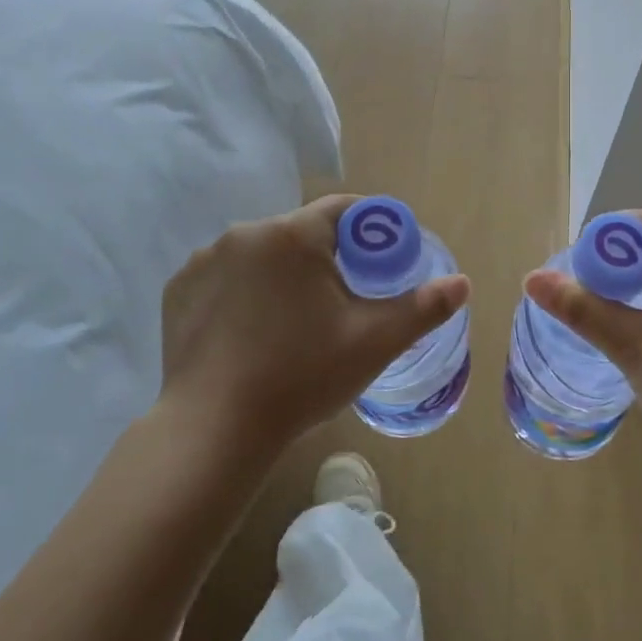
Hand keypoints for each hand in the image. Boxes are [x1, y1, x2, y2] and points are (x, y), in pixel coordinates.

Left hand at [158, 195, 469, 466]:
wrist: (214, 430)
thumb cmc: (302, 377)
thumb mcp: (374, 342)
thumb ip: (423, 308)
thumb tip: (463, 283)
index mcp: (293, 235)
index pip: (344, 210)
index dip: (370, 231)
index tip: (382, 262)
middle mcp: (246, 233)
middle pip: (301, 232)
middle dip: (327, 257)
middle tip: (342, 302)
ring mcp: (205, 260)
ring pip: (262, 254)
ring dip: (283, 273)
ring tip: (294, 321)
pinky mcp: (178, 289)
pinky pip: (226, 275)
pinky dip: (243, 290)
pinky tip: (251, 329)